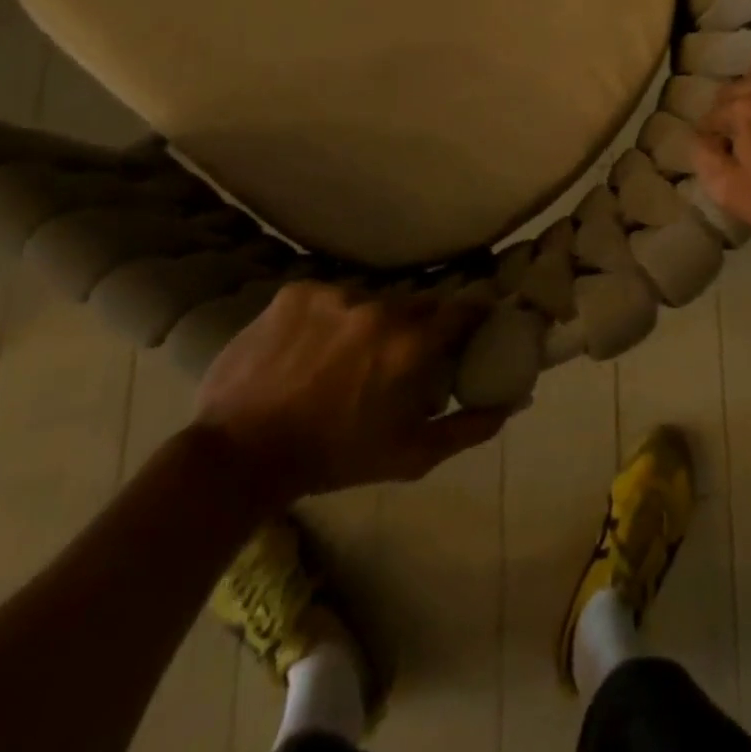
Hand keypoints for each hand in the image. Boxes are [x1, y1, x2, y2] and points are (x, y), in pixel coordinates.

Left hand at [195, 282, 509, 504]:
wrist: (237, 456)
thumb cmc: (332, 459)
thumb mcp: (410, 455)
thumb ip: (469, 428)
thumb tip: (513, 404)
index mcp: (411, 344)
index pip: (464, 309)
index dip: (471, 318)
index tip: (469, 329)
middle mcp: (380, 307)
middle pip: (417, 304)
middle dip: (417, 326)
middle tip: (401, 355)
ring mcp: (334, 294)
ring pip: (371, 299)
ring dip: (370, 322)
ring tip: (346, 355)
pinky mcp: (296, 292)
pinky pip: (329, 296)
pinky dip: (329, 317)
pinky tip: (310, 347)